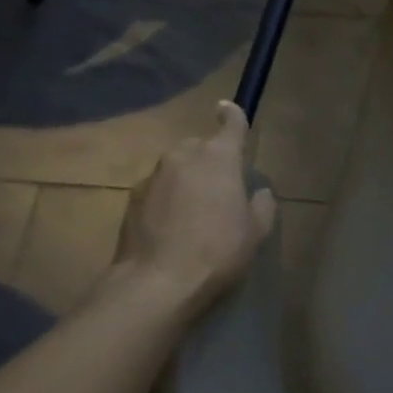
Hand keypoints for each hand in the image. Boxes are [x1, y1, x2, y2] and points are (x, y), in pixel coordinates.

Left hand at [115, 101, 276, 309]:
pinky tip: (174, 227)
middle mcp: (183, 157)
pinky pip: (157, 190)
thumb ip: (261, 203)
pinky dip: (167, 199)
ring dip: (187, 180)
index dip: (232, 116)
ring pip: (176, 168)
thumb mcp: (257, 229)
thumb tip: (256, 192)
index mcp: (220, 158)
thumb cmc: (219, 250)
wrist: (157, 283)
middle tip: (221, 187)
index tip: (226, 109)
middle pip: (199, 147)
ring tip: (195, 211)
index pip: (230, 125)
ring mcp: (153, 178)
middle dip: (209, 159)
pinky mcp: (131, 201)